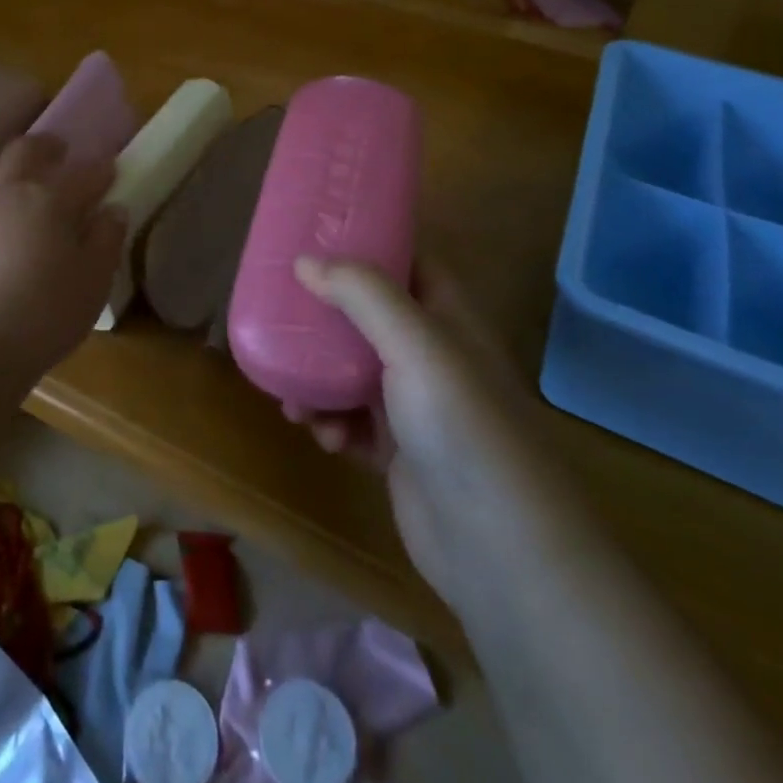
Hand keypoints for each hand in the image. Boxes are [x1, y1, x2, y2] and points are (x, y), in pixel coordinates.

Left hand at [0, 134, 125, 380]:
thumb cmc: (43, 313)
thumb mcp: (92, 281)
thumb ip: (106, 240)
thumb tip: (112, 211)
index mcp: (50, 198)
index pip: (84, 173)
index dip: (103, 170)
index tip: (114, 171)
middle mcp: (11, 193)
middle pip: (24, 150)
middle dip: (46, 145)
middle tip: (62, 151)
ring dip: (12, 164)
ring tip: (27, 180)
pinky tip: (3, 214)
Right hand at [287, 256, 548, 601]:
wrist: (500, 549)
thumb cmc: (460, 426)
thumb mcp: (413, 344)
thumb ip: (361, 294)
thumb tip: (305, 260)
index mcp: (447, 317)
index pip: (408, 260)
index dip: (368, 242)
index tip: (315, 234)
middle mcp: (432, 354)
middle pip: (369, 316)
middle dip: (325, 317)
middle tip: (282, 312)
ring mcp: (417, 405)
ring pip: (353, 370)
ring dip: (319, 378)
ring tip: (294, 397)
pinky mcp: (400, 451)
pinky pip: (353, 421)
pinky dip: (332, 423)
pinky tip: (324, 438)